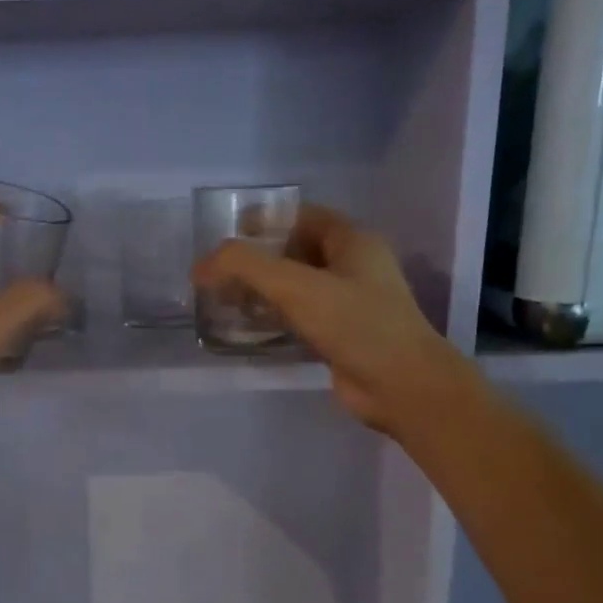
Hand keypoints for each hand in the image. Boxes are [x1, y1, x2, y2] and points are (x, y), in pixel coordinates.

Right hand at [192, 205, 454, 440]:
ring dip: (262, 290)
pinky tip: (248, 327)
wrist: (401, 386)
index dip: (265, 220)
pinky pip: (300, 316)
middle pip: (296, 250)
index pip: (302, 216)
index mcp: (352, 242)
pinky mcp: (339, 335)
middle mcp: (352, 267)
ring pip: (296, 286)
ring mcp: (348, 303)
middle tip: (219, 272)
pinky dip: (274, 317)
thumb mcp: (296, 287)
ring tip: (224, 299)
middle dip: (257, 258)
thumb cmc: (355, 324)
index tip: (227, 236)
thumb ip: (246, 267)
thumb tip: (201, 266)